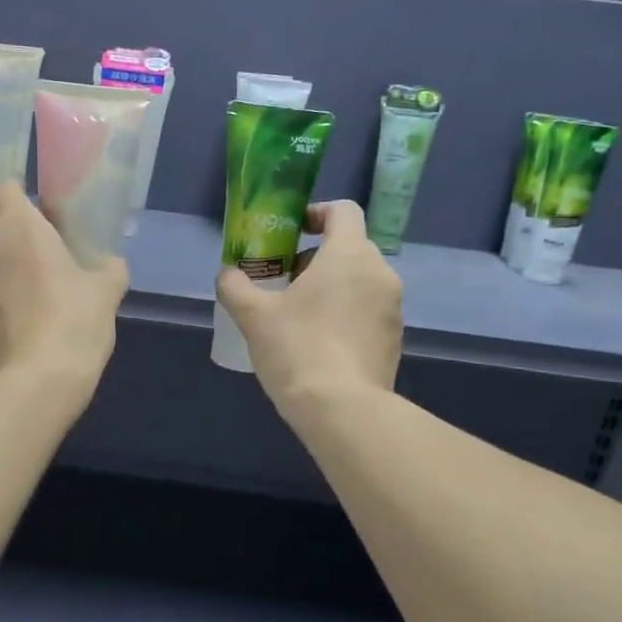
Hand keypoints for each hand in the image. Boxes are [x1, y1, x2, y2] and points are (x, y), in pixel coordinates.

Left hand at [0, 181, 127, 394]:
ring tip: (21, 285)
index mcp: (19, 226)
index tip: (38, 212)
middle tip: (27, 243)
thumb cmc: (75, 321)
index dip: (19, 195)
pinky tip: (12, 320)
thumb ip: (109, 268)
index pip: (4, 188)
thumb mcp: (107, 290)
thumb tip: (110, 265)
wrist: (38, 378)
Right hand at [215, 200, 402, 417]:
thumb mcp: (253, 315)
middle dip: (315, 258)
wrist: (342, 410)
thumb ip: (235, 286)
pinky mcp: (394, 340)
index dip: (316, 213)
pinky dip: (345, 315)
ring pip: (359, 282)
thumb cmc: (298, 349)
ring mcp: (393, 309)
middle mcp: (380, 273)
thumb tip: (228, 274)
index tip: (291, 232)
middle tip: (283, 282)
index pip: (343, 211)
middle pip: (349, 247)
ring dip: (330, 288)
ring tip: (297, 317)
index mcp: (349, 255)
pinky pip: (367, 312)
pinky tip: (317, 344)